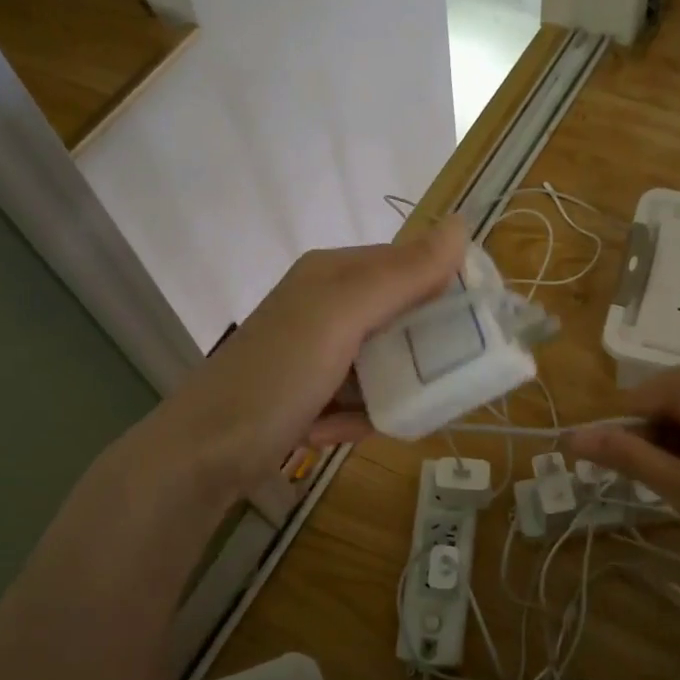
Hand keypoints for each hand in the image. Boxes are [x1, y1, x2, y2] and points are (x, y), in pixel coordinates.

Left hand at [151, 219, 466, 495]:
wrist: (200, 455)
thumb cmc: (275, 376)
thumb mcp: (341, 317)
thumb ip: (401, 274)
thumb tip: (461, 223)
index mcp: (334, 274)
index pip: (411, 265)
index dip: (448, 292)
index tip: (479, 331)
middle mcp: (326, 305)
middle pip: (401, 319)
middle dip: (421, 354)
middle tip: (445, 384)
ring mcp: (316, 351)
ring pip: (384, 363)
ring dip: (392, 393)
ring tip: (387, 416)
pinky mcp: (309, 392)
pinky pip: (359, 396)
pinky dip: (359, 417)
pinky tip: (338, 431)